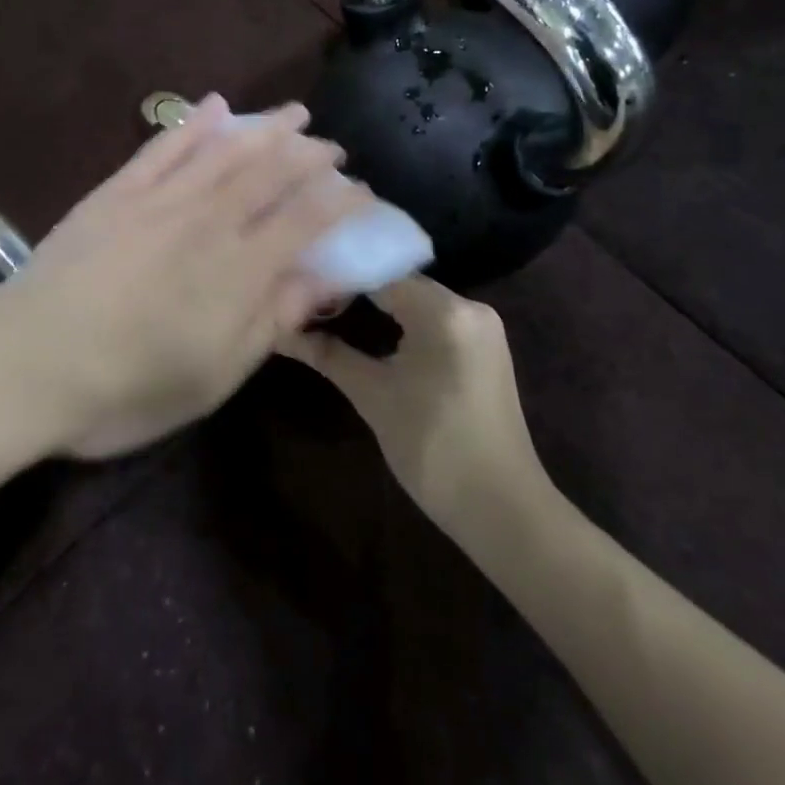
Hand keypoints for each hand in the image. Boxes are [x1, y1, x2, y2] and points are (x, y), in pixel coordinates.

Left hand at [0, 95, 371, 458]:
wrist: (24, 363)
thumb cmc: (125, 389)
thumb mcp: (213, 377)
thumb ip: (271, 321)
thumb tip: (322, 280)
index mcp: (238, 270)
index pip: (305, 222)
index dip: (340, 203)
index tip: (362, 192)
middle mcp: (207, 221)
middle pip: (270, 174)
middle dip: (308, 156)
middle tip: (331, 146)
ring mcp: (159, 200)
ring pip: (225, 151)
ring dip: (264, 129)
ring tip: (293, 113)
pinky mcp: (117, 193)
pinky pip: (163, 148)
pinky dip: (193, 125)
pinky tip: (215, 107)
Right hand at [279, 278, 544, 531]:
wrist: (502, 509)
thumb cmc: (433, 449)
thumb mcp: (373, 397)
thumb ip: (329, 356)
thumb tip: (283, 332)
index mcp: (445, 312)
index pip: (380, 274)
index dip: (338, 278)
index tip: (299, 285)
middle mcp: (469, 306)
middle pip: (400, 283)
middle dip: (355, 289)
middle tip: (309, 296)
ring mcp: (482, 327)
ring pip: (417, 299)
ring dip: (378, 303)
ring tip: (330, 308)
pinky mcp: (485, 348)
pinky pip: (435, 318)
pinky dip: (403, 319)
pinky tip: (372, 327)